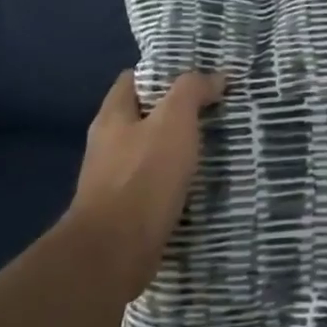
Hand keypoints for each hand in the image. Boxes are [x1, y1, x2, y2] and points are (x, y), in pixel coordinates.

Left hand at [60, 69, 225, 301]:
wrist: (114, 254)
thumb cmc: (142, 178)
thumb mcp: (173, 122)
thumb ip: (192, 91)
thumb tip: (215, 76)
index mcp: (112, 116)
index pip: (134, 79)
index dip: (164, 72)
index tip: (199, 73)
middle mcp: (108, 144)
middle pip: (146, 115)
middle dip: (179, 110)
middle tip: (217, 107)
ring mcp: (115, 179)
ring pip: (153, 150)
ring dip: (181, 147)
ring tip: (218, 141)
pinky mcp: (127, 210)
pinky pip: (157, 183)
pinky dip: (178, 178)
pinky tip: (203, 180)